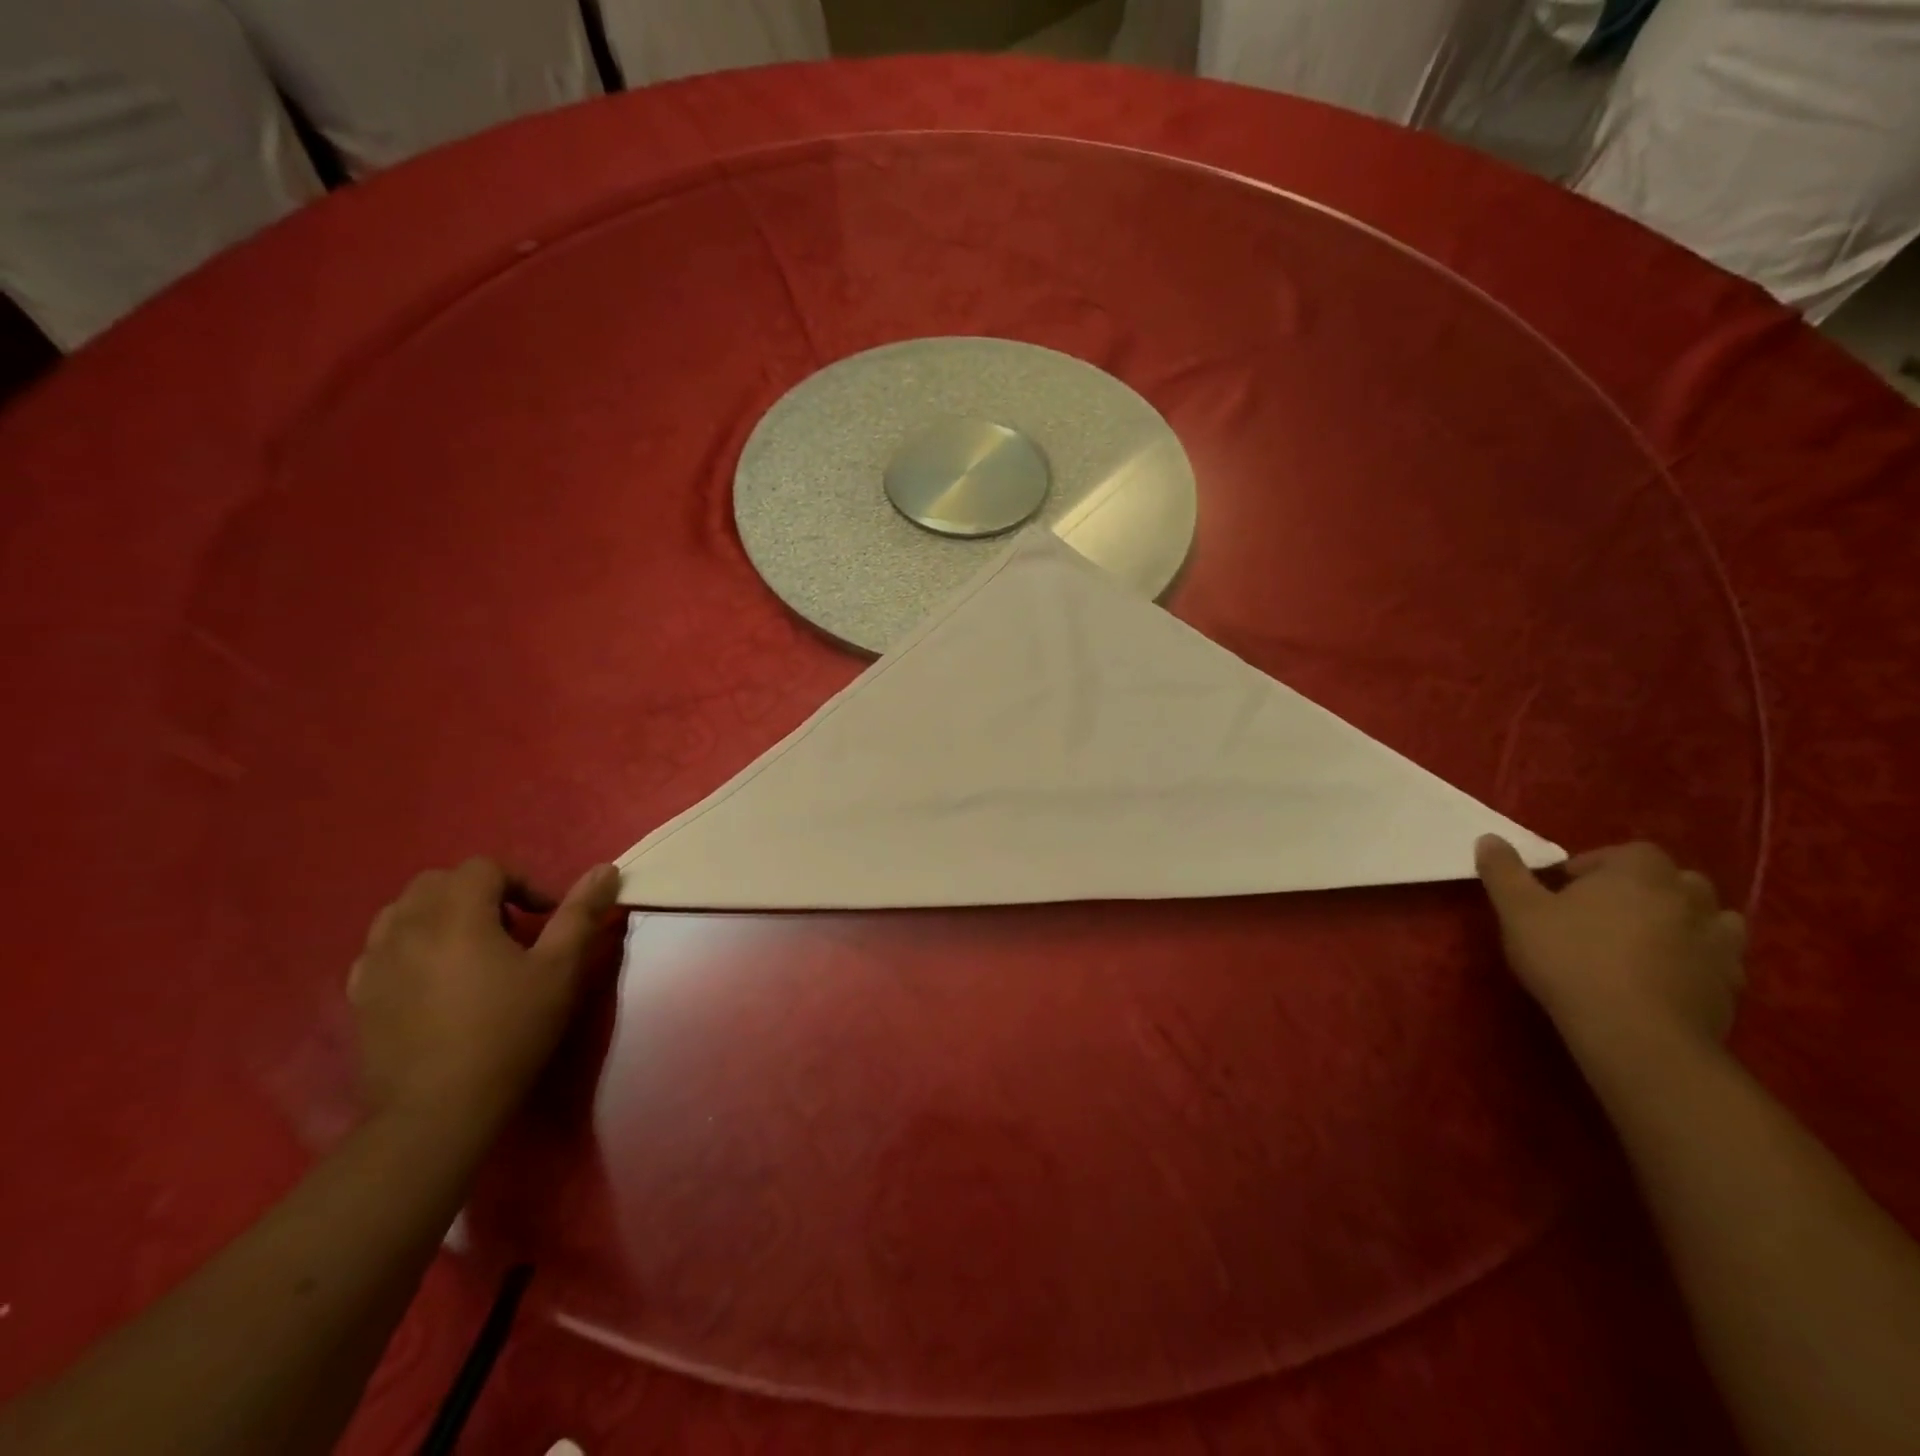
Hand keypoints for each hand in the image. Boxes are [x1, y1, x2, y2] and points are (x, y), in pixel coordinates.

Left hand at [348, 857, 621, 1129]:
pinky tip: (434, 978)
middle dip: (480, 893)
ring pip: (403, 910)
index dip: (522, 882)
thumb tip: (606, 869)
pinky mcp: (358, 995)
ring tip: (471, 949)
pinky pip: (381, 947)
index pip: (485, 868)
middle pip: (439, 881)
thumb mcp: (559, 970)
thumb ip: (581, 913)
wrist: (436, 1111)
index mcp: (456, 915)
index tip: (545, 916)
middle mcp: (407, 927)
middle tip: (511, 930)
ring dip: (441, 914)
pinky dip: (411, 944)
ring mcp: (374, 962)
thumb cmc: (508, 1032)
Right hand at [1476, 837, 1746, 1053]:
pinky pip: (1720, 960)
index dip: (1598, 863)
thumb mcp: (1518, 911)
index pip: (1630, 851)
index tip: (1567, 886)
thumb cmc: (1570, 958)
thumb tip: (1489, 838)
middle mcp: (1688, 899)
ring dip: (1682, 921)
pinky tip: (1666, 976)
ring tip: (1643, 941)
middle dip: (1644, 889)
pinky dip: (1698, 960)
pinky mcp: (1731, 986)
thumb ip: (1504, 871)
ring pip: (1711, 917)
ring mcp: (1718, 943)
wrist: (1636, 1034)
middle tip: (1604, 912)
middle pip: (1675, 880)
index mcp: (1639, 874)